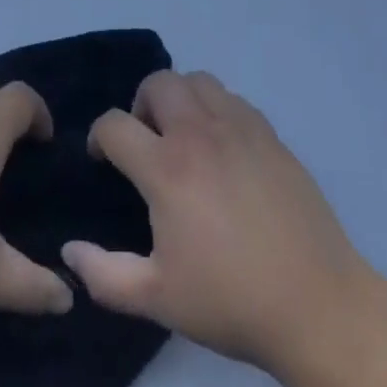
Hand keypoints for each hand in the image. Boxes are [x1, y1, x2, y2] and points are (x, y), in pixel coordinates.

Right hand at [60, 70, 369, 379]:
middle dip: (139, 104)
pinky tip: (222, 147)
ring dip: (179, 99)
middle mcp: (199, 133)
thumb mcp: (157, 299)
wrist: (318, 306)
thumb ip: (105, 275)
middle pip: (157, 82)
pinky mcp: (270, 135)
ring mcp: (239, 128)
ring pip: (197, 80)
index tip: (103, 160)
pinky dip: (215, 109)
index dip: (99, 137)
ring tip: (183, 137)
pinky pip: (233, 99)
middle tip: (145, 142)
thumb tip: (69, 250)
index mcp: (166, 168)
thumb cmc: (231, 302)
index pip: (115, 123)